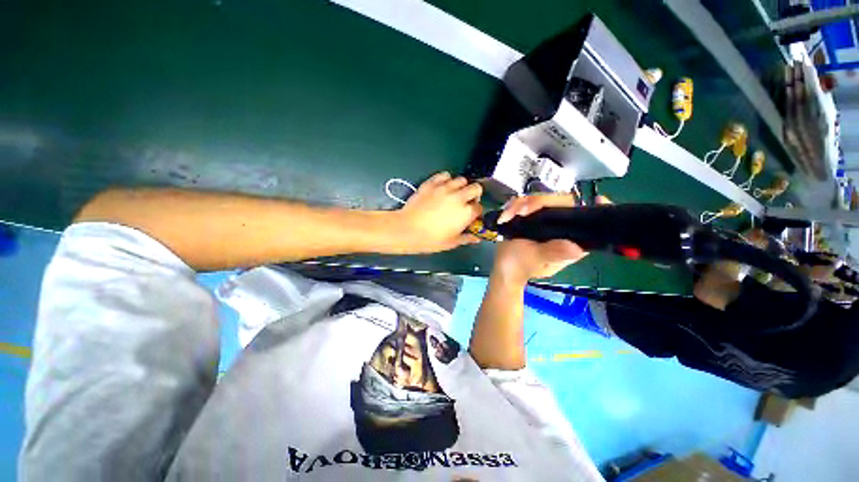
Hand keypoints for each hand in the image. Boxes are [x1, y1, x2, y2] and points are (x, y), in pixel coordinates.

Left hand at [394, 172, 482, 253]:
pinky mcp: (432, 183)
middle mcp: (459, 197)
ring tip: (455, 194)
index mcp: (466, 213)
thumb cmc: (430, 239)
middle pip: (476, 188)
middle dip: (474, 195)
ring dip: (461, 186)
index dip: (476, 212)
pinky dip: (447, 179)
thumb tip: (476, 238)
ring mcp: (445, 188)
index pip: (479, 207)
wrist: (407, 229)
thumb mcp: (451, 243)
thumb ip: (466, 238)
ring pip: (461, 179)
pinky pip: (444, 175)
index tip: (471, 215)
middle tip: (467, 202)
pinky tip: (443, 186)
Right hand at [491, 193, 610, 284]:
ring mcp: (544, 223)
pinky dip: (514, 207)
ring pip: (540, 201)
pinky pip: (527, 205)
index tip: (598, 198)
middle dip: (537, 203)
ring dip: (521, 205)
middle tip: (520, 211)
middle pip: (560, 203)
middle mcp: (559, 230)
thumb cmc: (517, 266)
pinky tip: (505, 216)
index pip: (585, 222)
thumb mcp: (534, 260)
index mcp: (568, 242)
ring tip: (507, 216)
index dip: (594, 209)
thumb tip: (577, 248)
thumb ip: (552, 252)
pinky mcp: (530, 219)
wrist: (499, 268)